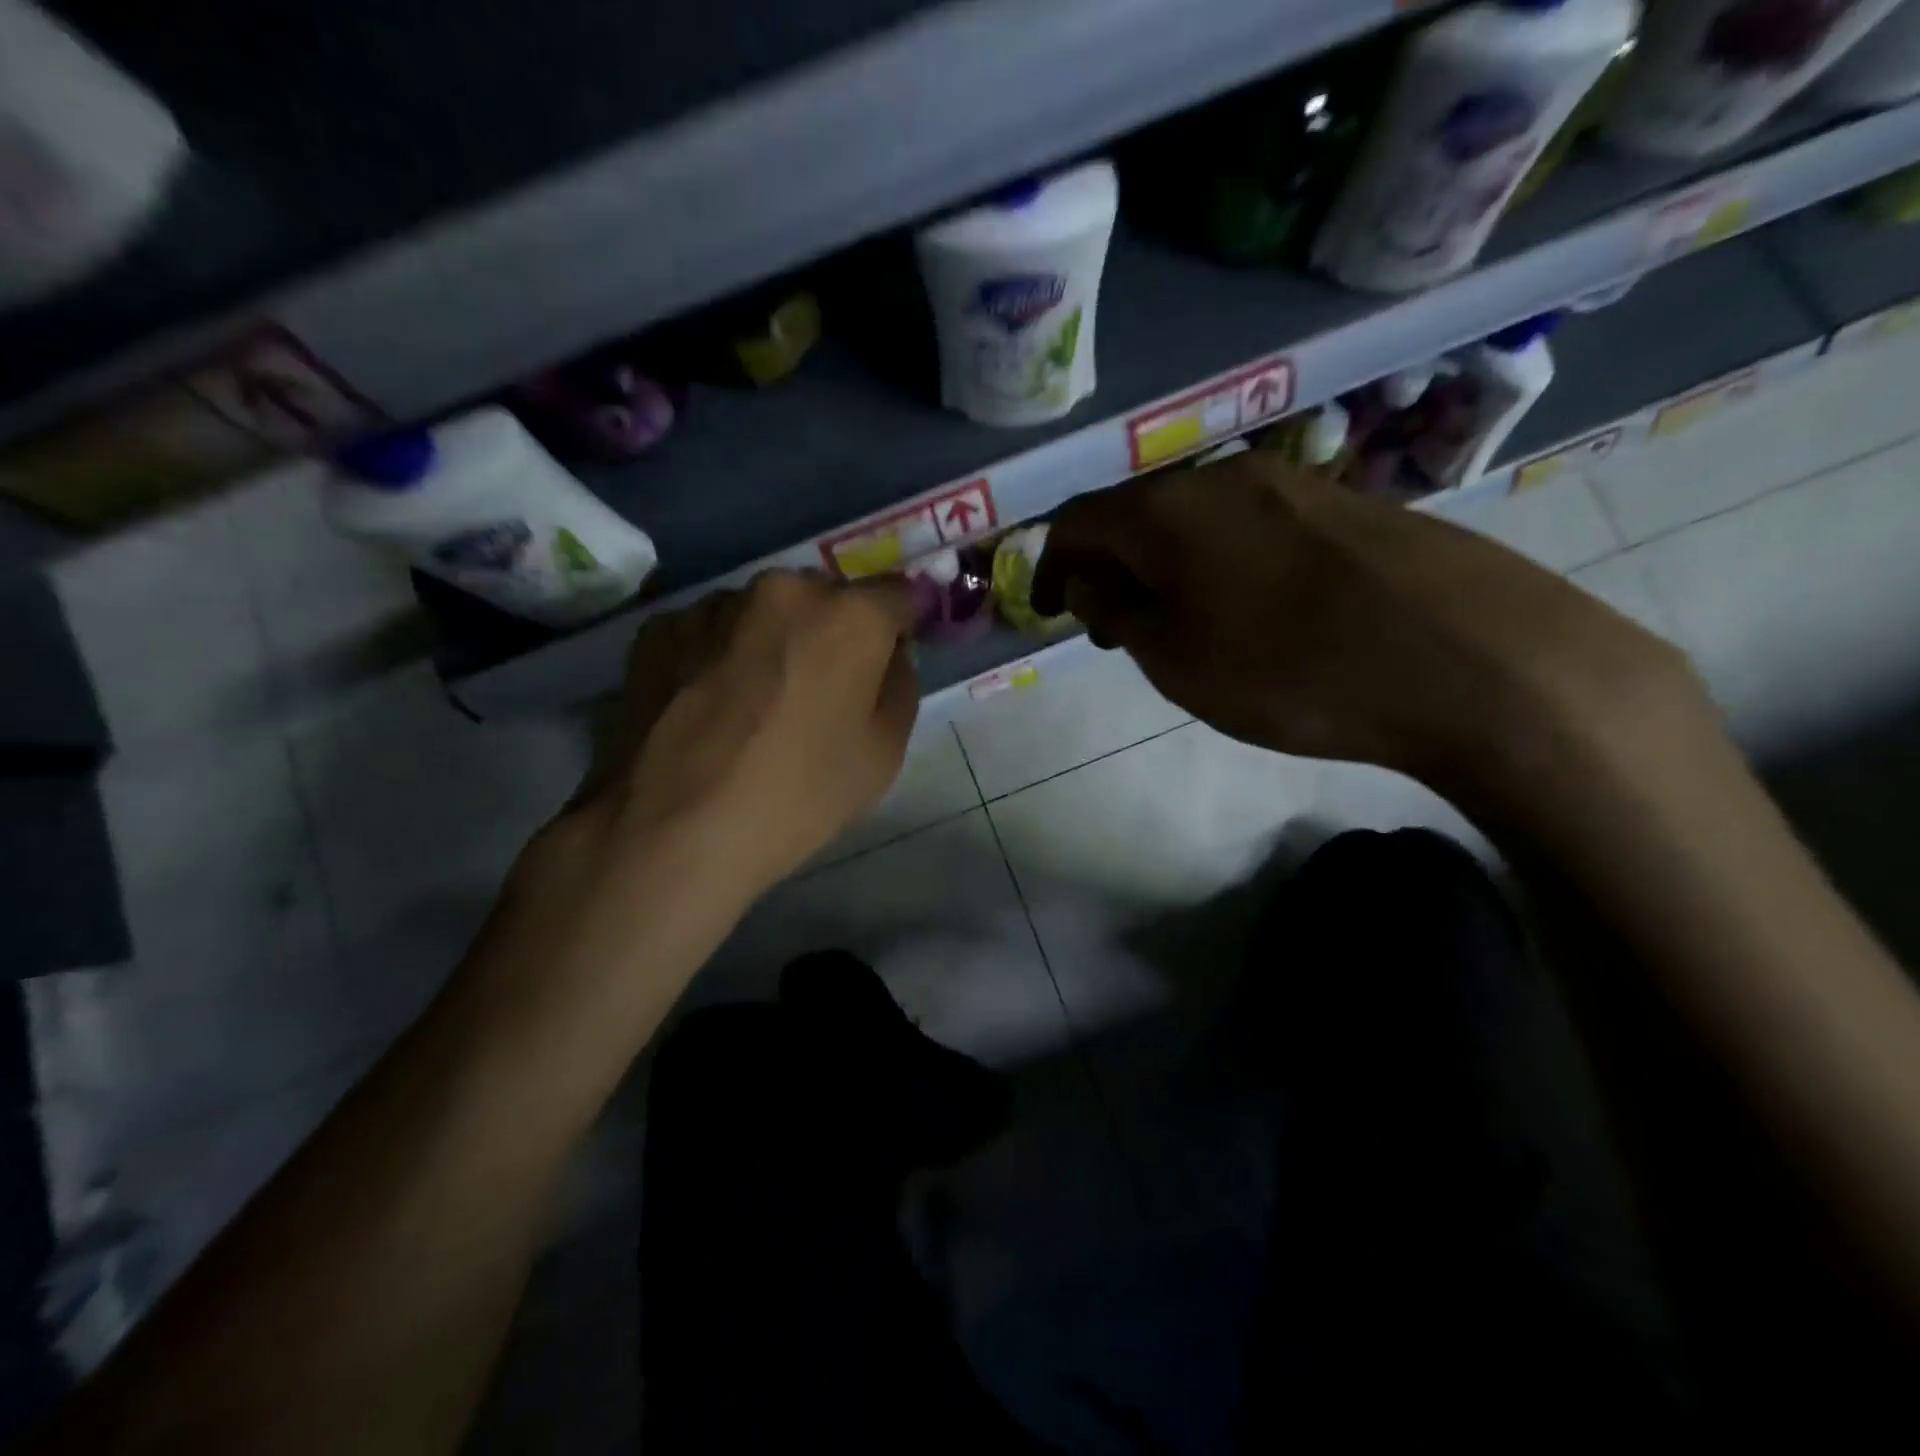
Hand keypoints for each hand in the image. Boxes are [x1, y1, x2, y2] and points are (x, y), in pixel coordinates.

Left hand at [583, 570, 919, 899]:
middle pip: (825, 599)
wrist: (673, 830)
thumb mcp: (885, 754)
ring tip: (754, 703)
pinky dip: (719, 654)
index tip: (885, 665)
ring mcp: (714, 604)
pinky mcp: (659, 629)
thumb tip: (887, 656)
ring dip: (771, 641)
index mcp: (849, 615)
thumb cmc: (799, 794)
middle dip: (831, 633)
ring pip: (763, 613)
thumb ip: (900, 686)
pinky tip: (709, 706)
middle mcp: (782, 589)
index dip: (897, 629)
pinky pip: (711, 631)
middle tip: (818, 691)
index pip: (896, 595)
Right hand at [1030, 454, 1711, 810]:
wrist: (1467, 659)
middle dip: (1109, 568)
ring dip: (1166, 566)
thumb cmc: (1290, 669)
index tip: (1048, 612)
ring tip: (1176, 623)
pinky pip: (1252, 526)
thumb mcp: (1175, 659)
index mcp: (1168, 510)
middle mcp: (1223, 478)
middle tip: (1110, 627)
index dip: (1050, 566)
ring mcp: (1292, 484)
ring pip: (1197, 519)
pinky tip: (1247, 609)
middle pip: (1137, 513)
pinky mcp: (1346, 505)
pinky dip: (1220, 563)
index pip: (1078, 521)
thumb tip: (1091, 582)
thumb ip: (1117, 613)